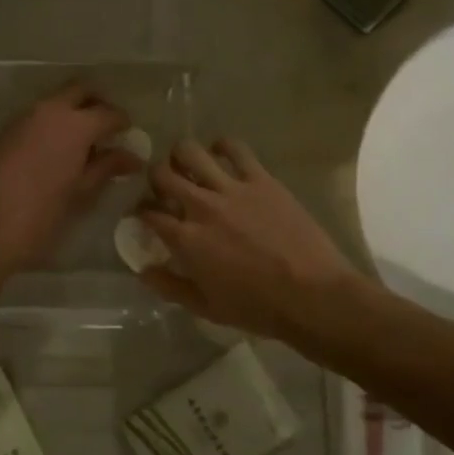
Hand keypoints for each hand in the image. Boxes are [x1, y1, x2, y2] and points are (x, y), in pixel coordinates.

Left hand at [0, 82, 140, 271]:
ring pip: (54, 101)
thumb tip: (132, 157)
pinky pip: (34, 116)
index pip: (108, 112)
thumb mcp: (83, 191)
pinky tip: (51, 150)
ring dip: (69, 111)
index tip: (127, 133)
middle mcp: (49, 110)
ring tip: (79, 141)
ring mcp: (23, 116)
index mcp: (75, 124)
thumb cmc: (46, 212)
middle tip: (104, 126)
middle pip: (79, 90)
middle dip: (95, 102)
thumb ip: (108, 166)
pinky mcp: (5, 129)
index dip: (121, 121)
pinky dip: (48, 123)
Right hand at [137, 137, 361, 342]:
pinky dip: (222, 146)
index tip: (144, 215)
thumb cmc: (258, 308)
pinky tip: (221, 155)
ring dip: (182, 156)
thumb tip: (143, 269)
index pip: (148, 213)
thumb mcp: (206, 308)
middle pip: (162, 174)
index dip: (140, 211)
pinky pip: (234, 148)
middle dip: (156, 177)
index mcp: (186, 239)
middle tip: (165, 186)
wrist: (313, 295)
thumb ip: (169, 286)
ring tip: (188, 165)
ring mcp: (231, 188)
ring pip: (190, 151)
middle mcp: (201, 206)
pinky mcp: (260, 179)